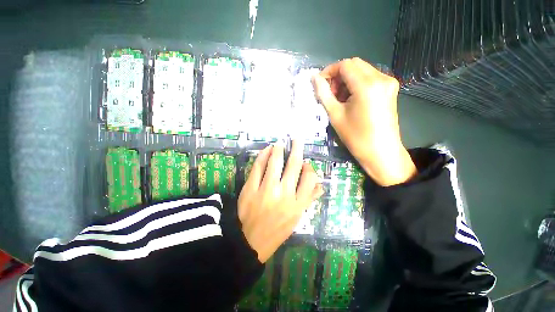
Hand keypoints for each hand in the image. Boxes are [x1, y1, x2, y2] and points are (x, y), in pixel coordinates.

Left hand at [238, 141, 323, 262]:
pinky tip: (266, 150)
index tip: (305, 162)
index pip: (309, 178)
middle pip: (294, 165)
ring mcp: (266, 190)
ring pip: (275, 163)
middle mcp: (285, 194)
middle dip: (296, 148)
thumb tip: (320, 184)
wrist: (251, 241)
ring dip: (279, 149)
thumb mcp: (297, 218)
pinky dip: (263, 155)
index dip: (309, 167)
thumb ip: (309, 199)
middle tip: (296, 138)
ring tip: (280, 142)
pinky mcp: (251, 188)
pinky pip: (258, 167)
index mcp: (298, 204)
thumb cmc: (277, 230)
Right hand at [312, 57, 416, 185]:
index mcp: (366, 85)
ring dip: (347, 80)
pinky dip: (357, 83)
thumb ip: (324, 94)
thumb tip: (314, 78)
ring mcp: (388, 82)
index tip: (320, 84)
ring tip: (340, 99)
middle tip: (330, 93)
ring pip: (362, 70)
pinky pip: (370, 78)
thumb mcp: (335, 115)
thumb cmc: (355, 137)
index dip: (329, 71)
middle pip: (354, 64)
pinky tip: (351, 99)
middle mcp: (381, 78)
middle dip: (338, 75)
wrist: (381, 152)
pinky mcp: (390, 89)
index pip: (345, 65)